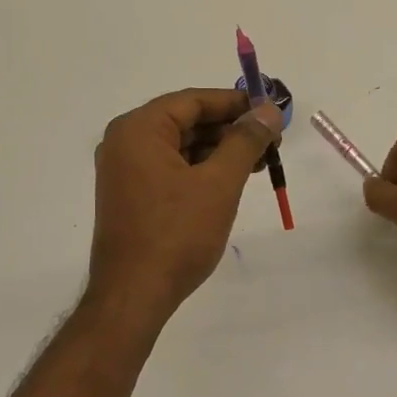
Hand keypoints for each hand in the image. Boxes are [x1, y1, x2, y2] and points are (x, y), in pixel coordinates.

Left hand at [87, 88, 282, 321]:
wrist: (134, 295)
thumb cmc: (176, 234)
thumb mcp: (219, 183)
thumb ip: (245, 141)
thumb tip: (269, 111)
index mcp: (138, 130)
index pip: (193, 101)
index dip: (235, 103)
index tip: (271, 110)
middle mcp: (125, 143)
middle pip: (186, 121)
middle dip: (230, 129)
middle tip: (272, 139)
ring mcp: (125, 171)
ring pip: (181, 147)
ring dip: (219, 150)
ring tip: (260, 161)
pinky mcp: (132, 196)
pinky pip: (171, 169)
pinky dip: (202, 170)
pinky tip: (231, 180)